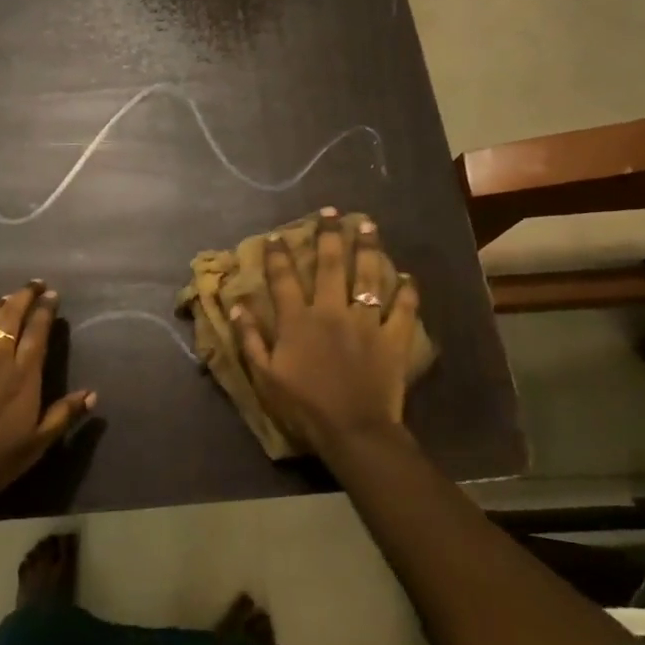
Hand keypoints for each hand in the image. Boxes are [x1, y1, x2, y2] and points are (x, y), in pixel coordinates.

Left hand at [0, 280, 94, 505]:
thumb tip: (92, 394)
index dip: (45, 310)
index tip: (52, 295)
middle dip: (24, 296)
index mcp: (23, 375)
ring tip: (7, 298)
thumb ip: (63, 415)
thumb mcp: (36, 444)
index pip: (38, 331)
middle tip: (35, 284)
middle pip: (11, 316)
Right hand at [230, 208, 420, 458]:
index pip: (284, 279)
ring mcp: (366, 323)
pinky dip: (407, 292)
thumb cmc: (304, 407)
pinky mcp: (392, 339)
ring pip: (368, 277)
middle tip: (330, 213)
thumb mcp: (265, 376)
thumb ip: (250, 339)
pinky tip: (408, 277)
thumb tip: (236, 306)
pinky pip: (403, 310)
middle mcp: (332, 312)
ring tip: (367, 225)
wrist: (353, 431)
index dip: (278, 255)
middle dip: (329, 236)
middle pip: (331, 266)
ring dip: (368, 248)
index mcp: (298, 321)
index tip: (276, 236)